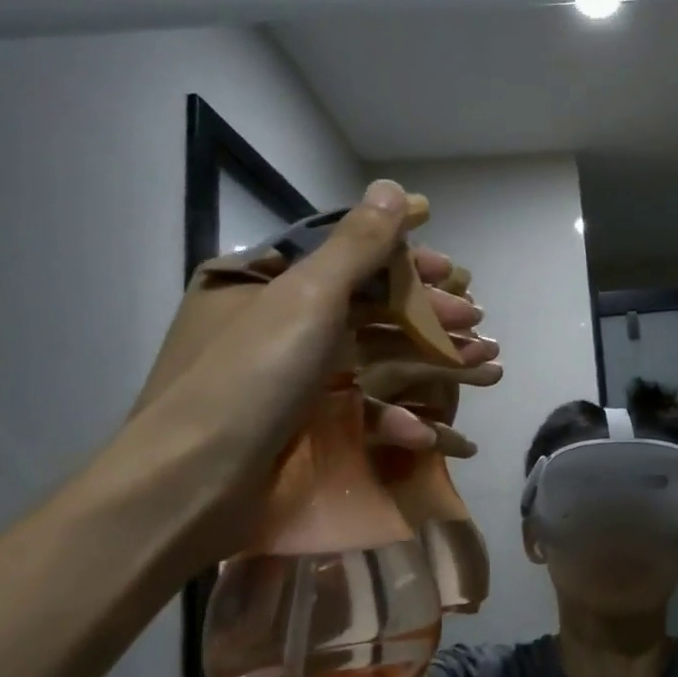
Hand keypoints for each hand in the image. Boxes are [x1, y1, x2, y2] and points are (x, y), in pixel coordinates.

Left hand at [127, 180, 482, 560]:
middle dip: (431, 317)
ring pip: (377, 360)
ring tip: (487, 369)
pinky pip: (362, 410)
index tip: (453, 271)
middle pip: (371, 309)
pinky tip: (434, 431)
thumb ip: (358, 244)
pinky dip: (400, 418)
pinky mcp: (304, 426)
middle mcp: (279, 325)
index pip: (349, 258)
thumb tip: (394, 186)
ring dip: (434, 364)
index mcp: (268, 284)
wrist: (190, 490)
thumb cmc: (251, 377)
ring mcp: (292, 380)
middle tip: (478, 324)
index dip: (406, 261)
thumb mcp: (308, 298)